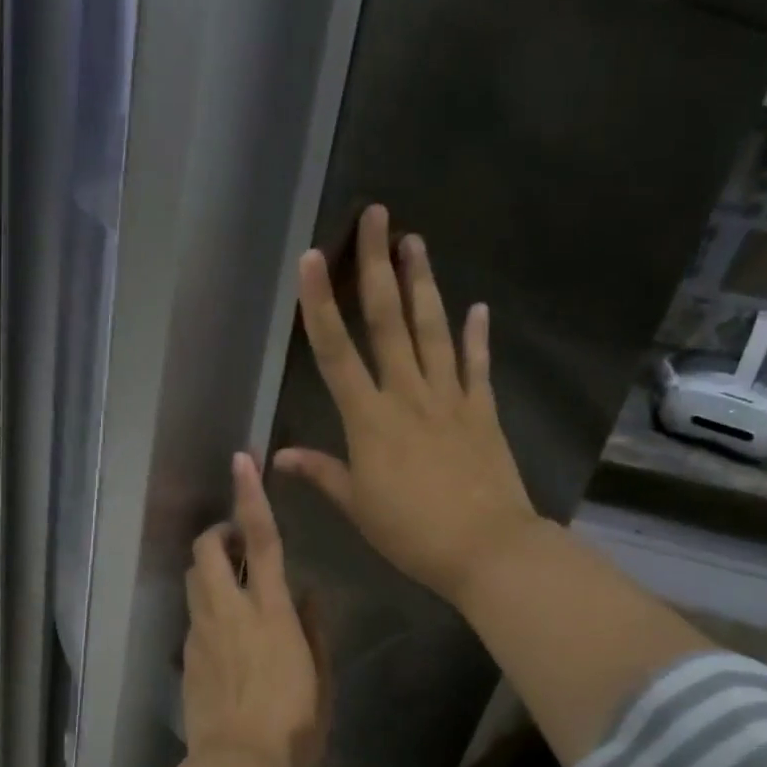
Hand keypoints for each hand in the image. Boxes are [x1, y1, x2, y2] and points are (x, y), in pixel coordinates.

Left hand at [183, 453, 329, 766]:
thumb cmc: (294, 727)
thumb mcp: (321, 679)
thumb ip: (314, 630)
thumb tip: (308, 593)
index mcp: (271, 611)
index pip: (261, 540)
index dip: (250, 497)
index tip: (241, 461)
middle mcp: (229, 611)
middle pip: (208, 549)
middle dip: (217, 532)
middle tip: (236, 543)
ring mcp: (201, 632)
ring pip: (192, 578)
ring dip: (209, 568)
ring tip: (230, 585)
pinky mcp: (185, 656)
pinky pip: (192, 616)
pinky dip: (205, 609)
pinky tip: (223, 636)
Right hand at [274, 204, 539, 605]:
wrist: (487, 549)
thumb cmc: (411, 532)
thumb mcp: (357, 507)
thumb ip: (322, 473)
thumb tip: (279, 455)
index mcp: (369, 419)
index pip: (336, 351)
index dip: (319, 303)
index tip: (312, 258)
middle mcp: (408, 394)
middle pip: (388, 321)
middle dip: (378, 266)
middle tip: (378, 217)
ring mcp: (450, 398)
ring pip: (432, 331)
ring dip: (422, 284)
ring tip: (416, 243)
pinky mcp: (482, 411)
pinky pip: (476, 366)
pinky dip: (476, 337)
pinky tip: (477, 308)